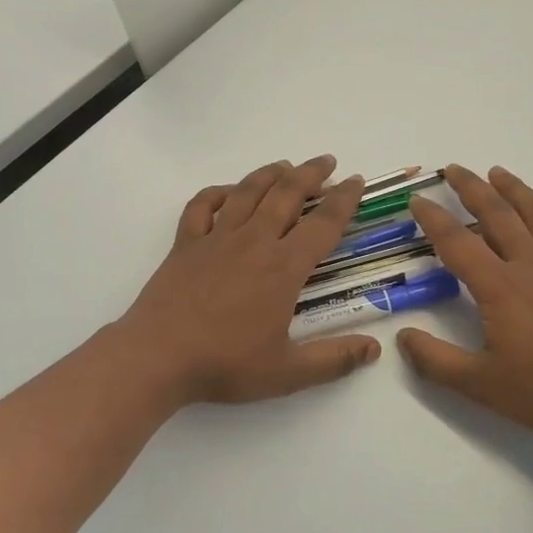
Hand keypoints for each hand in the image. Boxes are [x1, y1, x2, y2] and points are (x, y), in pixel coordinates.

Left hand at [117, 155, 382, 407]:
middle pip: (287, 194)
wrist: (158, 357)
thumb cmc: (225, 363)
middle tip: (326, 161)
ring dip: (270, 173)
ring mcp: (216, 238)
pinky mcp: (185, 243)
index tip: (356, 181)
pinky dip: (218, 192)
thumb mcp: (288, 372)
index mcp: (283, 267)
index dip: (344, 200)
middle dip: (310, 174)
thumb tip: (375, 348)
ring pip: (247, 191)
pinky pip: (202, 205)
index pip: (323, 224)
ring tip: (285, 165)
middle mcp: (253, 241)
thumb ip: (334, 359)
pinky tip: (228, 192)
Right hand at [398, 165, 532, 446]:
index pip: (457, 242)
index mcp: (500, 286)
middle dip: (472, 188)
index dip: (433, 219)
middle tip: (453, 169)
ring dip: (515, 190)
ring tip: (498, 173)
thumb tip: (403, 337)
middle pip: (498, 214)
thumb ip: (435, 361)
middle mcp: (531, 266)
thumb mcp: (480, 384)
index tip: (417, 201)